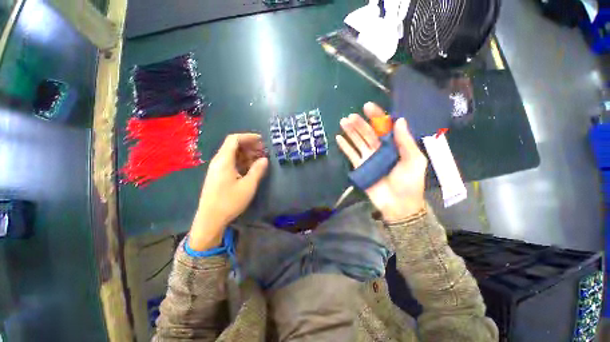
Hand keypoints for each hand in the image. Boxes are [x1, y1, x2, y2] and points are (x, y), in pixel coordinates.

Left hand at [190, 133, 268, 250]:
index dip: (248, 137)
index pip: (234, 139)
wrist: (210, 219)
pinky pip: (231, 163)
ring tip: (260, 159)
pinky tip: (251, 168)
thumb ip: (257, 170)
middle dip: (249, 145)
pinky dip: (242, 162)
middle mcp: (218, 161)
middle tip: (263, 150)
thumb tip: (264, 159)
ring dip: (246, 154)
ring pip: (232, 155)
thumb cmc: (229, 201)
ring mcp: (217, 169)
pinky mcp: (218, 176)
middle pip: (233, 146)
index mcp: (224, 160)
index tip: (261, 140)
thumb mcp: (248, 185)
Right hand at [336, 102, 426, 221]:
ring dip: (350, 132)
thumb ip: (406, 142)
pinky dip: (345, 147)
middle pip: (368, 133)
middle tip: (351, 115)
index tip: (368, 107)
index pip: (384, 128)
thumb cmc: (409, 183)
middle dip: (360, 124)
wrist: (398, 205)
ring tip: (343, 122)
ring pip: (358, 142)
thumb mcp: (414, 161)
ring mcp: (368, 158)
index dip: (377, 117)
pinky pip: (351, 155)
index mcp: (394, 146)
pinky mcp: (360, 167)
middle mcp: (380, 149)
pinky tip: (338, 138)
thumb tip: (400, 120)